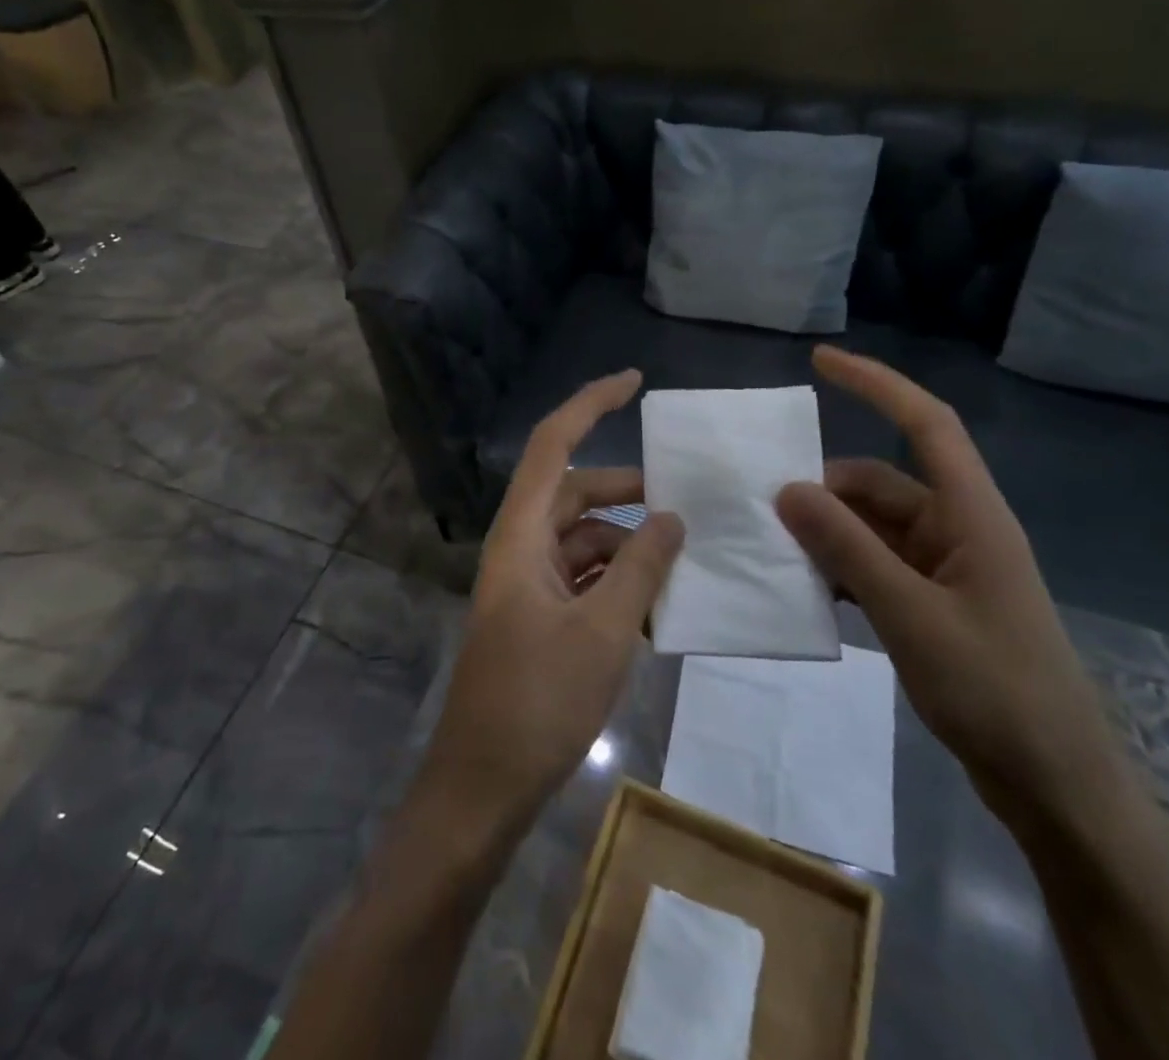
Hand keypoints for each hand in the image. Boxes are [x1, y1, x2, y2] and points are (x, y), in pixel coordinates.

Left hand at [420, 370, 683, 831]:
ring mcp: (527, 585)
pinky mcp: (537, 619)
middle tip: (685, 500)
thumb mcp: (603, 631)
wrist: (483, 786)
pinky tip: (656, 605)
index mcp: (521, 534)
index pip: (552, 445)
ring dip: (628, 545)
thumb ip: (642, 568)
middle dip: (627, 492)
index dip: (590, 404)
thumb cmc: (538, 701)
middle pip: (574, 494)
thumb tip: (672, 518)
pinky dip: (617, 582)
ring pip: (583, 540)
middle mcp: (519, 548)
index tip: (634, 381)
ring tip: (682, 561)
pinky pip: (582, 579)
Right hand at [775, 347, 1122, 832]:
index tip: (820, 361)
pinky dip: (839, 567)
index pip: (926, 424)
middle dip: (823, 489)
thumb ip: (847, 549)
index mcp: (971, 516)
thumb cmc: (996, 692)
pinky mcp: (934, 604)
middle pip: (880, 483)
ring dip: (826, 532)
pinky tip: (803, 587)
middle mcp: (958, 530)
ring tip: (772, 548)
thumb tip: (787, 489)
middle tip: (761, 506)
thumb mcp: (911, 616)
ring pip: (871, 527)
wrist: (1057, 789)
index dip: (877, 384)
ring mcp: (946, 569)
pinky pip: (874, 565)